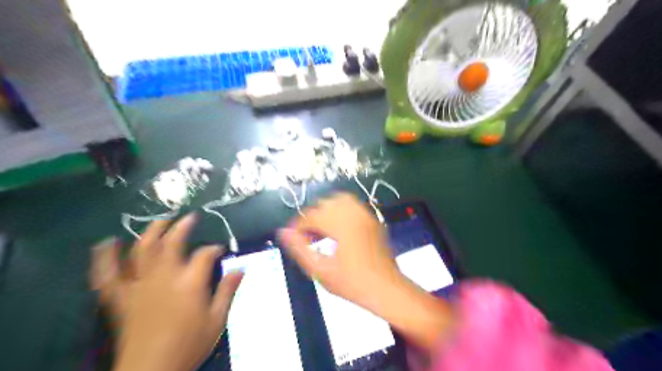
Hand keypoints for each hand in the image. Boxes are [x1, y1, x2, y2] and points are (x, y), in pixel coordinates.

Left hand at [113, 215, 242, 370]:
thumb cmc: (189, 345)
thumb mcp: (217, 320)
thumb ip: (227, 291)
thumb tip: (240, 268)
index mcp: (189, 283)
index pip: (204, 254)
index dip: (213, 249)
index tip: (219, 250)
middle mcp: (164, 277)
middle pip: (171, 243)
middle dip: (182, 227)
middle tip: (190, 217)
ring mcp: (139, 286)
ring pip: (141, 251)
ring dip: (150, 232)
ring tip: (159, 220)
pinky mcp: (121, 298)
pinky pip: (108, 275)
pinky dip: (105, 258)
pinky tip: (106, 243)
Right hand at [277, 194, 400, 312]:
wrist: (387, 289)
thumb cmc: (352, 283)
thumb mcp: (320, 270)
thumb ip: (299, 249)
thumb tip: (282, 232)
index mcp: (341, 224)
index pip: (312, 215)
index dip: (297, 226)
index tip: (291, 238)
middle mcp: (354, 213)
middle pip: (324, 204)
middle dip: (311, 218)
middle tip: (306, 237)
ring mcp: (366, 214)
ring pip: (339, 200)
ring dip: (325, 211)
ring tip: (320, 230)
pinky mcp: (373, 219)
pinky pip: (352, 205)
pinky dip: (339, 211)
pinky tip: (336, 229)